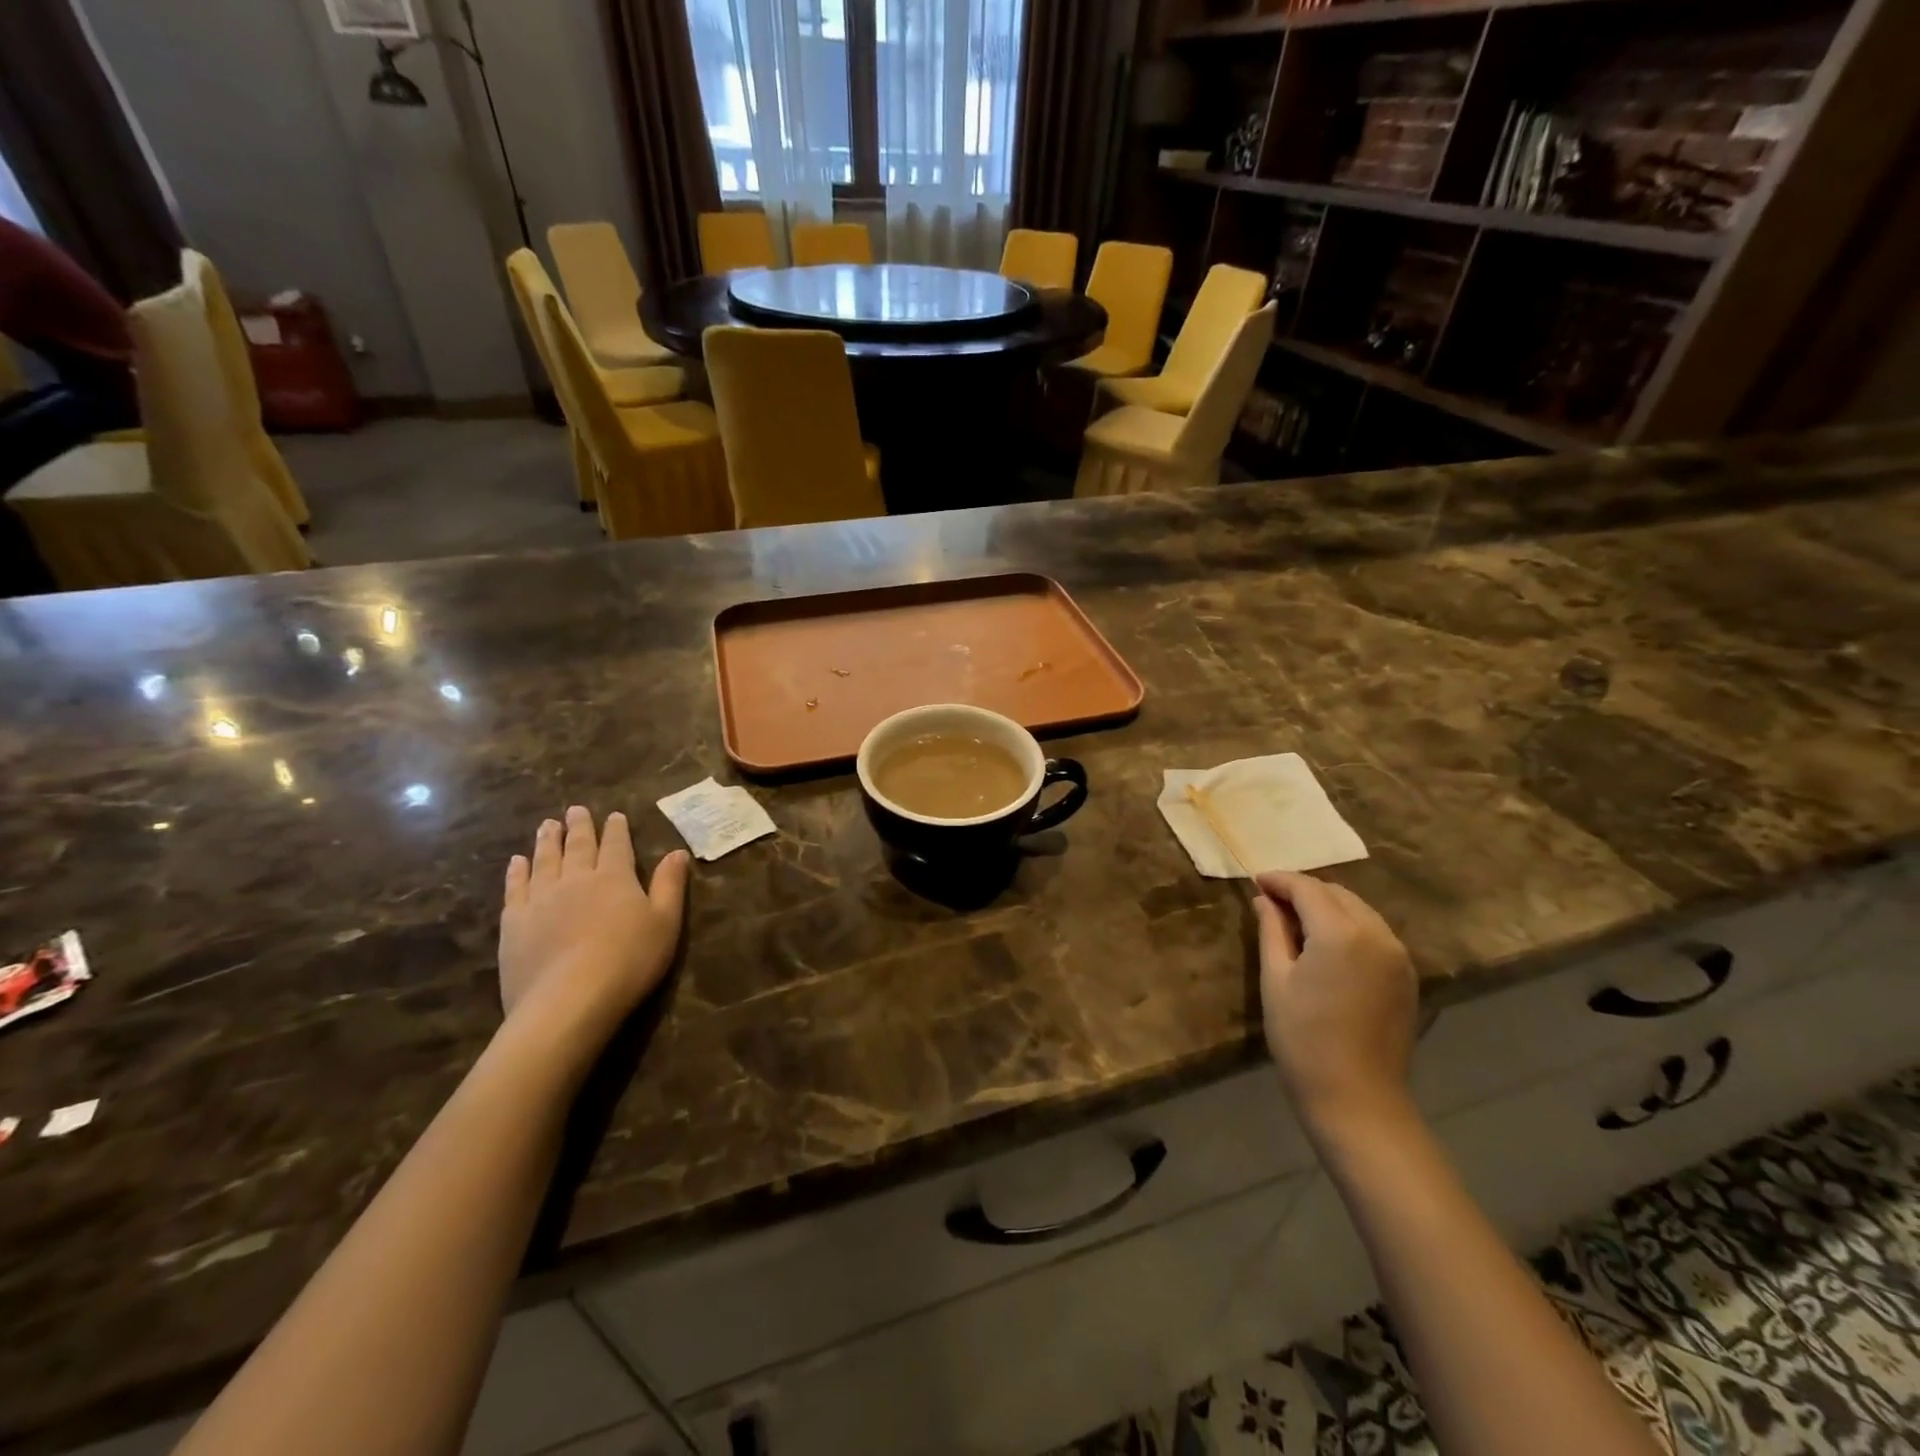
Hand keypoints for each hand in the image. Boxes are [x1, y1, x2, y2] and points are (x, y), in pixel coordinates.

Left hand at [498, 806, 689, 1038]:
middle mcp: (577, 879)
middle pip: (578, 846)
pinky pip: (516, 888)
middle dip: (579, 827)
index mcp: (615, 878)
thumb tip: (677, 852)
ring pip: (545, 860)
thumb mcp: (665, 922)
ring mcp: (541, 899)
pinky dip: (517, 871)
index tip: (614, 815)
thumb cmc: (628, 961)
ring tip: (547, 825)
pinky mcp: (515, 923)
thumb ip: (670, 885)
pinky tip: (517, 862)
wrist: (568, 1000)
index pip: (616, 845)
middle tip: (574, 810)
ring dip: (547, 841)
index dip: (616, 830)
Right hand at [1254, 871, 1417, 1143]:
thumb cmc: (1303, 1039)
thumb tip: (1264, 900)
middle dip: (1303, 891)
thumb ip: (1271, 931)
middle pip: (1337, 893)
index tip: (1255, 881)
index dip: (1279, 880)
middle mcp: (1377, 935)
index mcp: (1342, 933)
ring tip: (1295, 921)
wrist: (1357, 1099)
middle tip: (1270, 902)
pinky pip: (1374, 933)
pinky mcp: (1406, 976)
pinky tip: (1326, 944)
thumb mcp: (1276, 980)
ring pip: (1359, 910)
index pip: (1308, 888)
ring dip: (1327, 906)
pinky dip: (1348, 926)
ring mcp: (1398, 955)